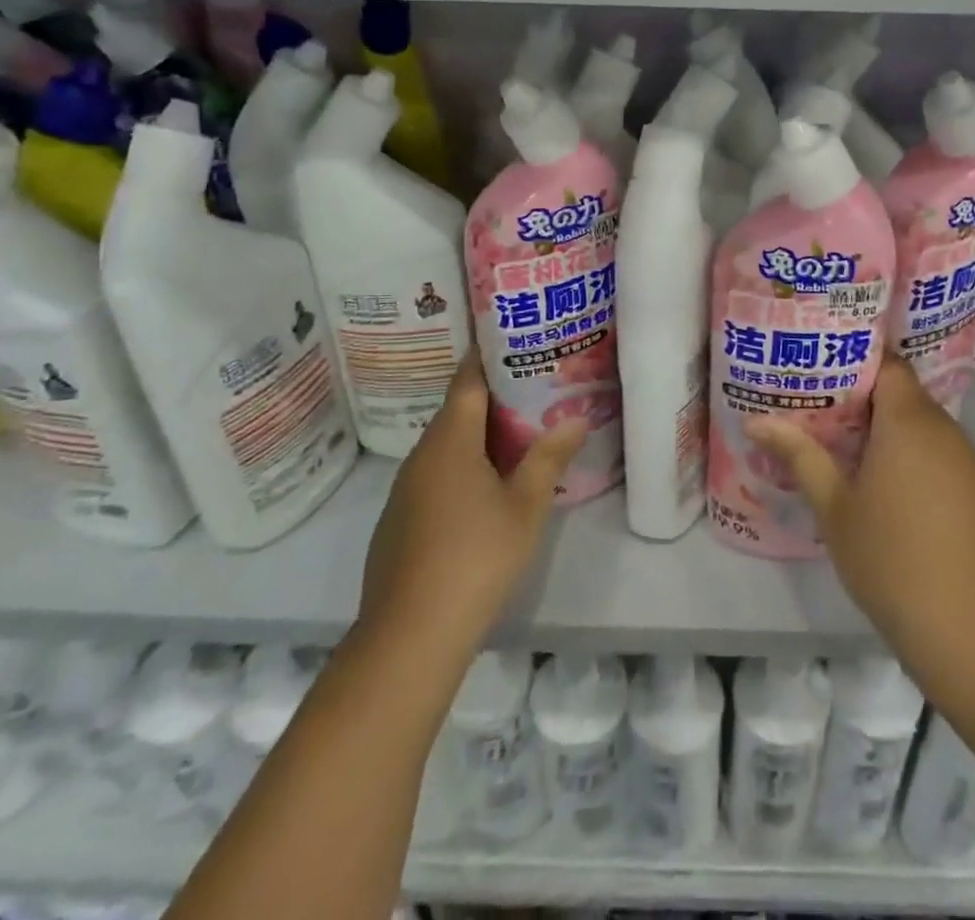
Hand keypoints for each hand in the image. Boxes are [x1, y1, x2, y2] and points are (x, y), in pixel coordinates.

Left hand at [355, 353, 580, 665]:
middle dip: (494, 397)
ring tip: (520, 433)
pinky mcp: (400, 520)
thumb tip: (575, 417)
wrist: (410, 635)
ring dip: (479, 436)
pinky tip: (487, 488)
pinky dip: (463, 467)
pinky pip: (436, 475)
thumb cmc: (476, 557)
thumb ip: (548, 457)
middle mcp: (422, 455)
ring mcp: (406, 489)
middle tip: (535, 387)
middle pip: (458, 411)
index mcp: (450, 440)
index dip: (489, 355)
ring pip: (447, 446)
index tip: (514, 337)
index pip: (468, 380)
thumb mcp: (525, 505)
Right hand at [747, 357, 974, 695]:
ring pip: (922, 428)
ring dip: (888, 432)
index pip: (887, 362)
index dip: (854, 359)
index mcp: (908, 420)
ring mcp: (969, 462)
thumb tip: (755, 420)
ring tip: (844, 447)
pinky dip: (913, 460)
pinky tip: (888, 492)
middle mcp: (945, 429)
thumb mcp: (835, 508)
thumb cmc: (893, 561)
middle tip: (818, 410)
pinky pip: (941, 457)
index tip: (819, 367)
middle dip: (862, 398)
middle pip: (902, 394)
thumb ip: (800, 456)